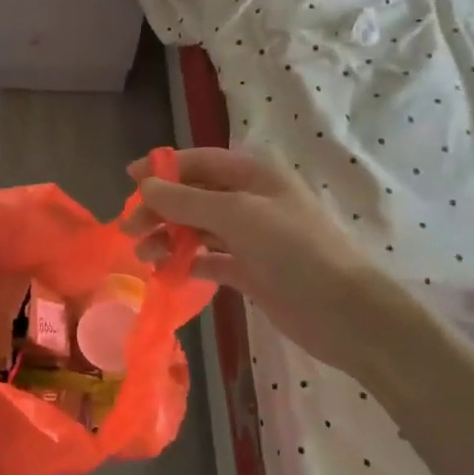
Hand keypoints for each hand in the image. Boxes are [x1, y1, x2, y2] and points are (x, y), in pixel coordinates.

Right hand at [125, 147, 378, 372]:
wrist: (345, 312)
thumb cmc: (295, 250)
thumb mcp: (238, 216)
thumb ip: (187, 200)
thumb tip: (145, 186)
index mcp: (254, 175)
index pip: (199, 161)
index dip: (163, 168)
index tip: (129, 180)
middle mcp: (250, 201)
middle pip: (194, 195)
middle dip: (160, 208)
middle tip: (128, 229)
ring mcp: (251, 237)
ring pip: (198, 228)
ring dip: (169, 237)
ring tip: (143, 255)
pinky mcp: (250, 271)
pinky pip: (209, 259)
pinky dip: (187, 263)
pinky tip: (167, 273)